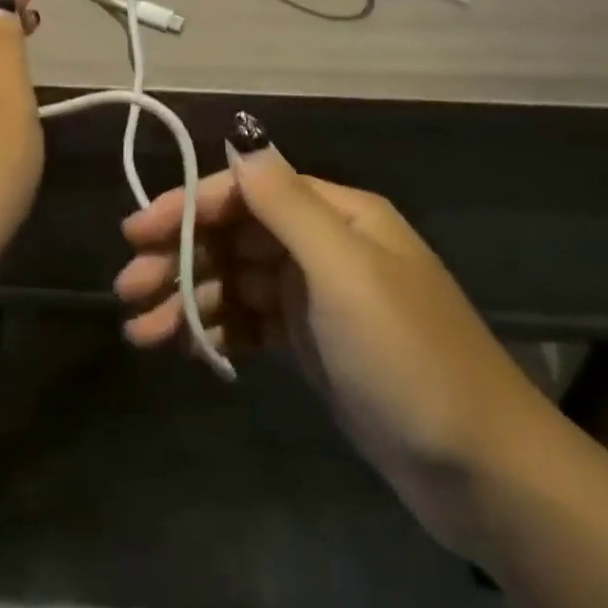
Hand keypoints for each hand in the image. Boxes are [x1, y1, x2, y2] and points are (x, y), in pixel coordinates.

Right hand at [115, 112, 557, 553]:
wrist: (480, 471)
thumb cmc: (407, 357)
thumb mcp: (344, 272)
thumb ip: (287, 203)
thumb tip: (240, 137)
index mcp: (335, 214)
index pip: (246, 192)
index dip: (189, 206)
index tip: (137, 233)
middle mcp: (323, 244)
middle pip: (235, 236)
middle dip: (180, 257)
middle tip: (128, 289)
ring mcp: (317, 296)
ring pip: (237, 282)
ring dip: (190, 299)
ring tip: (144, 333)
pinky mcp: (313, 344)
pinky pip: (252, 323)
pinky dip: (219, 330)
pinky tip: (189, 349)